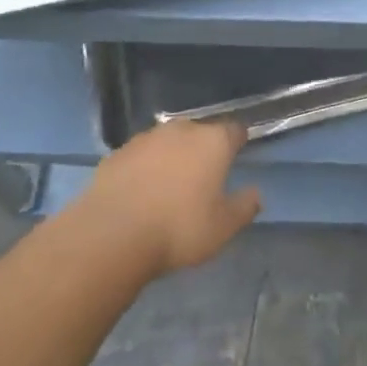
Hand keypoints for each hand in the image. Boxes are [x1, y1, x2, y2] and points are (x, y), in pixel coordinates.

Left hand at [75, 119, 260, 276]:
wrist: (111, 235)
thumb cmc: (179, 229)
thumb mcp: (223, 227)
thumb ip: (245, 207)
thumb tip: (255, 193)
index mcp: (213, 142)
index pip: (235, 130)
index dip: (238, 141)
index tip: (238, 154)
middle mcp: (180, 131)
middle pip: (199, 132)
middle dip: (203, 148)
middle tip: (204, 176)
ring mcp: (145, 139)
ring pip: (167, 142)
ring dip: (172, 156)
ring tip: (170, 185)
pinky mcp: (116, 154)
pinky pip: (139, 156)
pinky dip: (144, 168)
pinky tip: (140, 192)